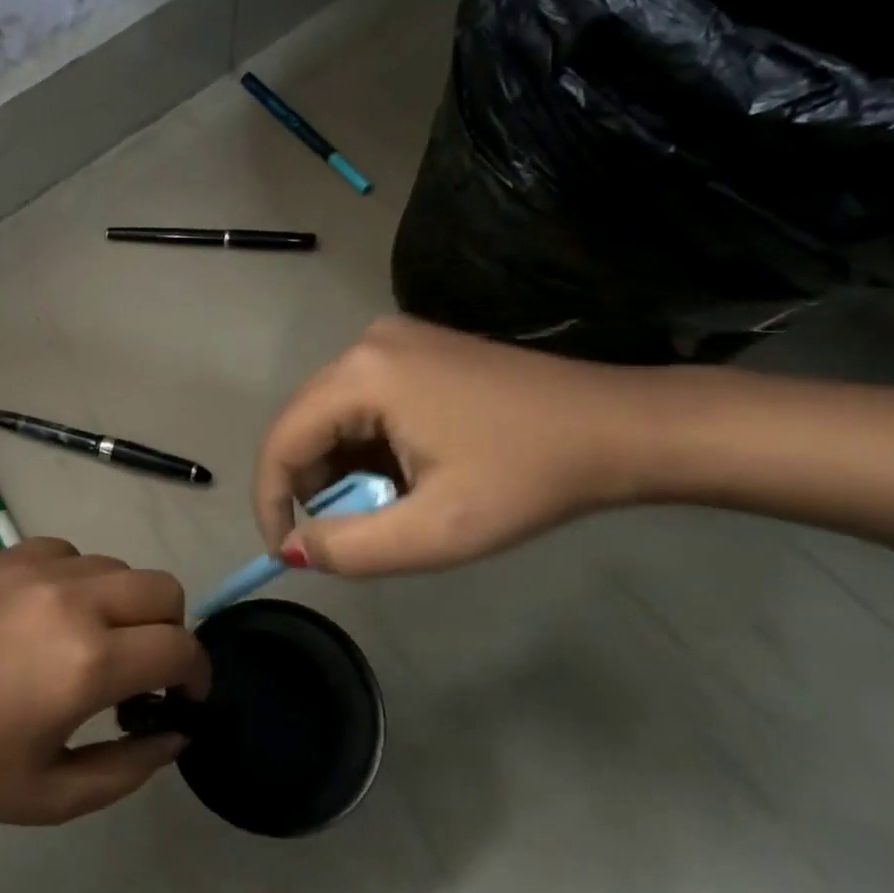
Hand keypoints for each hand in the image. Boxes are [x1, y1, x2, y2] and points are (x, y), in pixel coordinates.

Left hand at [0, 539, 209, 824]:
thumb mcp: (51, 795)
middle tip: (142, 671)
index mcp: (90, 662)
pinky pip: (74, 554)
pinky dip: (82, 582)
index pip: (181, 647)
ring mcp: (41, 567)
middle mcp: (76, 599)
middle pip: (164, 588)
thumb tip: (175, 731)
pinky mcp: (11, 552)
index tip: (184, 699)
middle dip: (170, 631)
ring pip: (120, 567)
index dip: (198, 675)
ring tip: (91, 644)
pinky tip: (50, 616)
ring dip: (125, 605)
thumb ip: (129, 768)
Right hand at [254, 318, 653, 576]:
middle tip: (359, 530)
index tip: (285, 552)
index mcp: (362, 375)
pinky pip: (361, 403)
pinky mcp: (412, 348)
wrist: (622, 428)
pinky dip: (369, 446)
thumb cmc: (530, 479)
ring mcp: (390, 340)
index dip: (271, 500)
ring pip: (332, 417)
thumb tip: (293, 549)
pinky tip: (412, 470)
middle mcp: (364, 345)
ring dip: (347, 469)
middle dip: (318, 487)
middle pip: (304, 426)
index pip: (282, 441)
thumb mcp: (438, 531)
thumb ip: (351, 548)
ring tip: (398, 502)